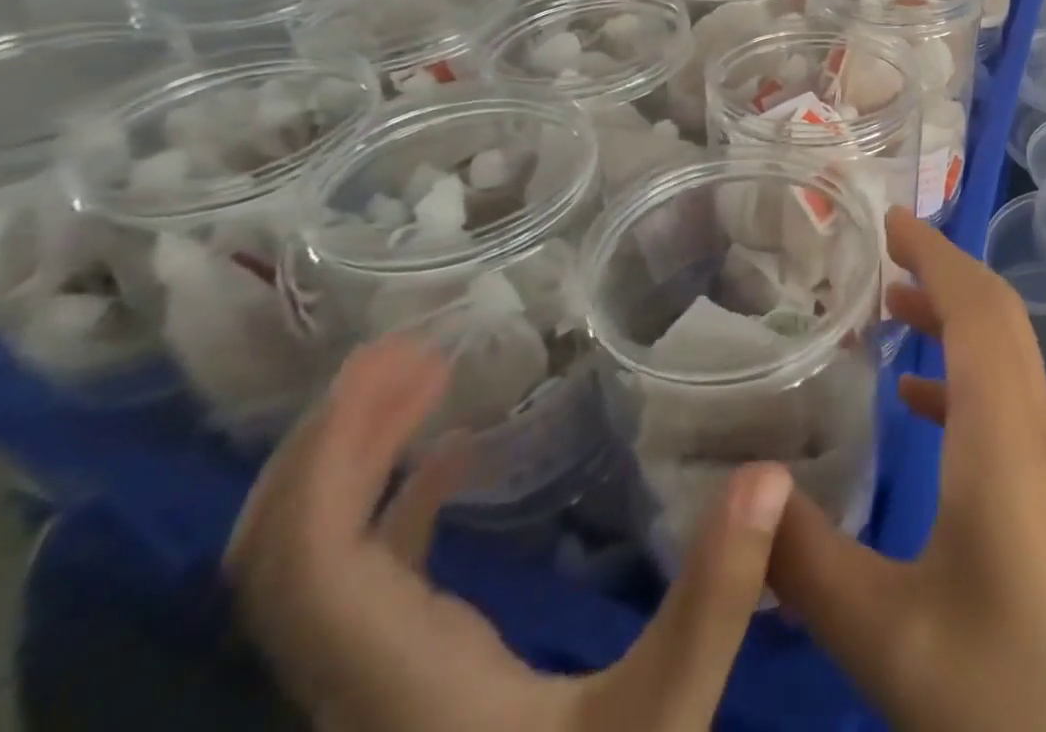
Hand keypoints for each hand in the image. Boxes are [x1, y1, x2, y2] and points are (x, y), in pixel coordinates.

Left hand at [225, 337, 790, 731]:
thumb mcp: (657, 724)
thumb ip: (712, 603)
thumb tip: (765, 474)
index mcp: (392, 681)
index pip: (302, 559)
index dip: (330, 450)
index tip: (399, 359)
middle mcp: (353, 680)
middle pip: (279, 554)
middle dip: (330, 439)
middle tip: (409, 350)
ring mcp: (370, 684)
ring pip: (311, 565)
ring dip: (354, 463)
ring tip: (423, 378)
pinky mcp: (400, 684)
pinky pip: (365, 578)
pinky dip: (393, 503)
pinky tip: (453, 459)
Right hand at [769, 207, 1045, 731]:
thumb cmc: (1009, 691)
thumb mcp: (886, 634)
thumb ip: (805, 562)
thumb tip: (744, 488)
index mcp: (1001, 433)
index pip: (976, 308)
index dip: (935, 253)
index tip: (889, 217)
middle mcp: (1031, 427)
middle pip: (996, 316)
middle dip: (943, 268)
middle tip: (880, 248)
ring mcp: (1045, 460)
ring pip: (1002, 354)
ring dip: (951, 316)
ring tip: (886, 306)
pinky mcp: (1045, 493)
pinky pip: (1001, 400)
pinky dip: (958, 373)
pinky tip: (912, 400)